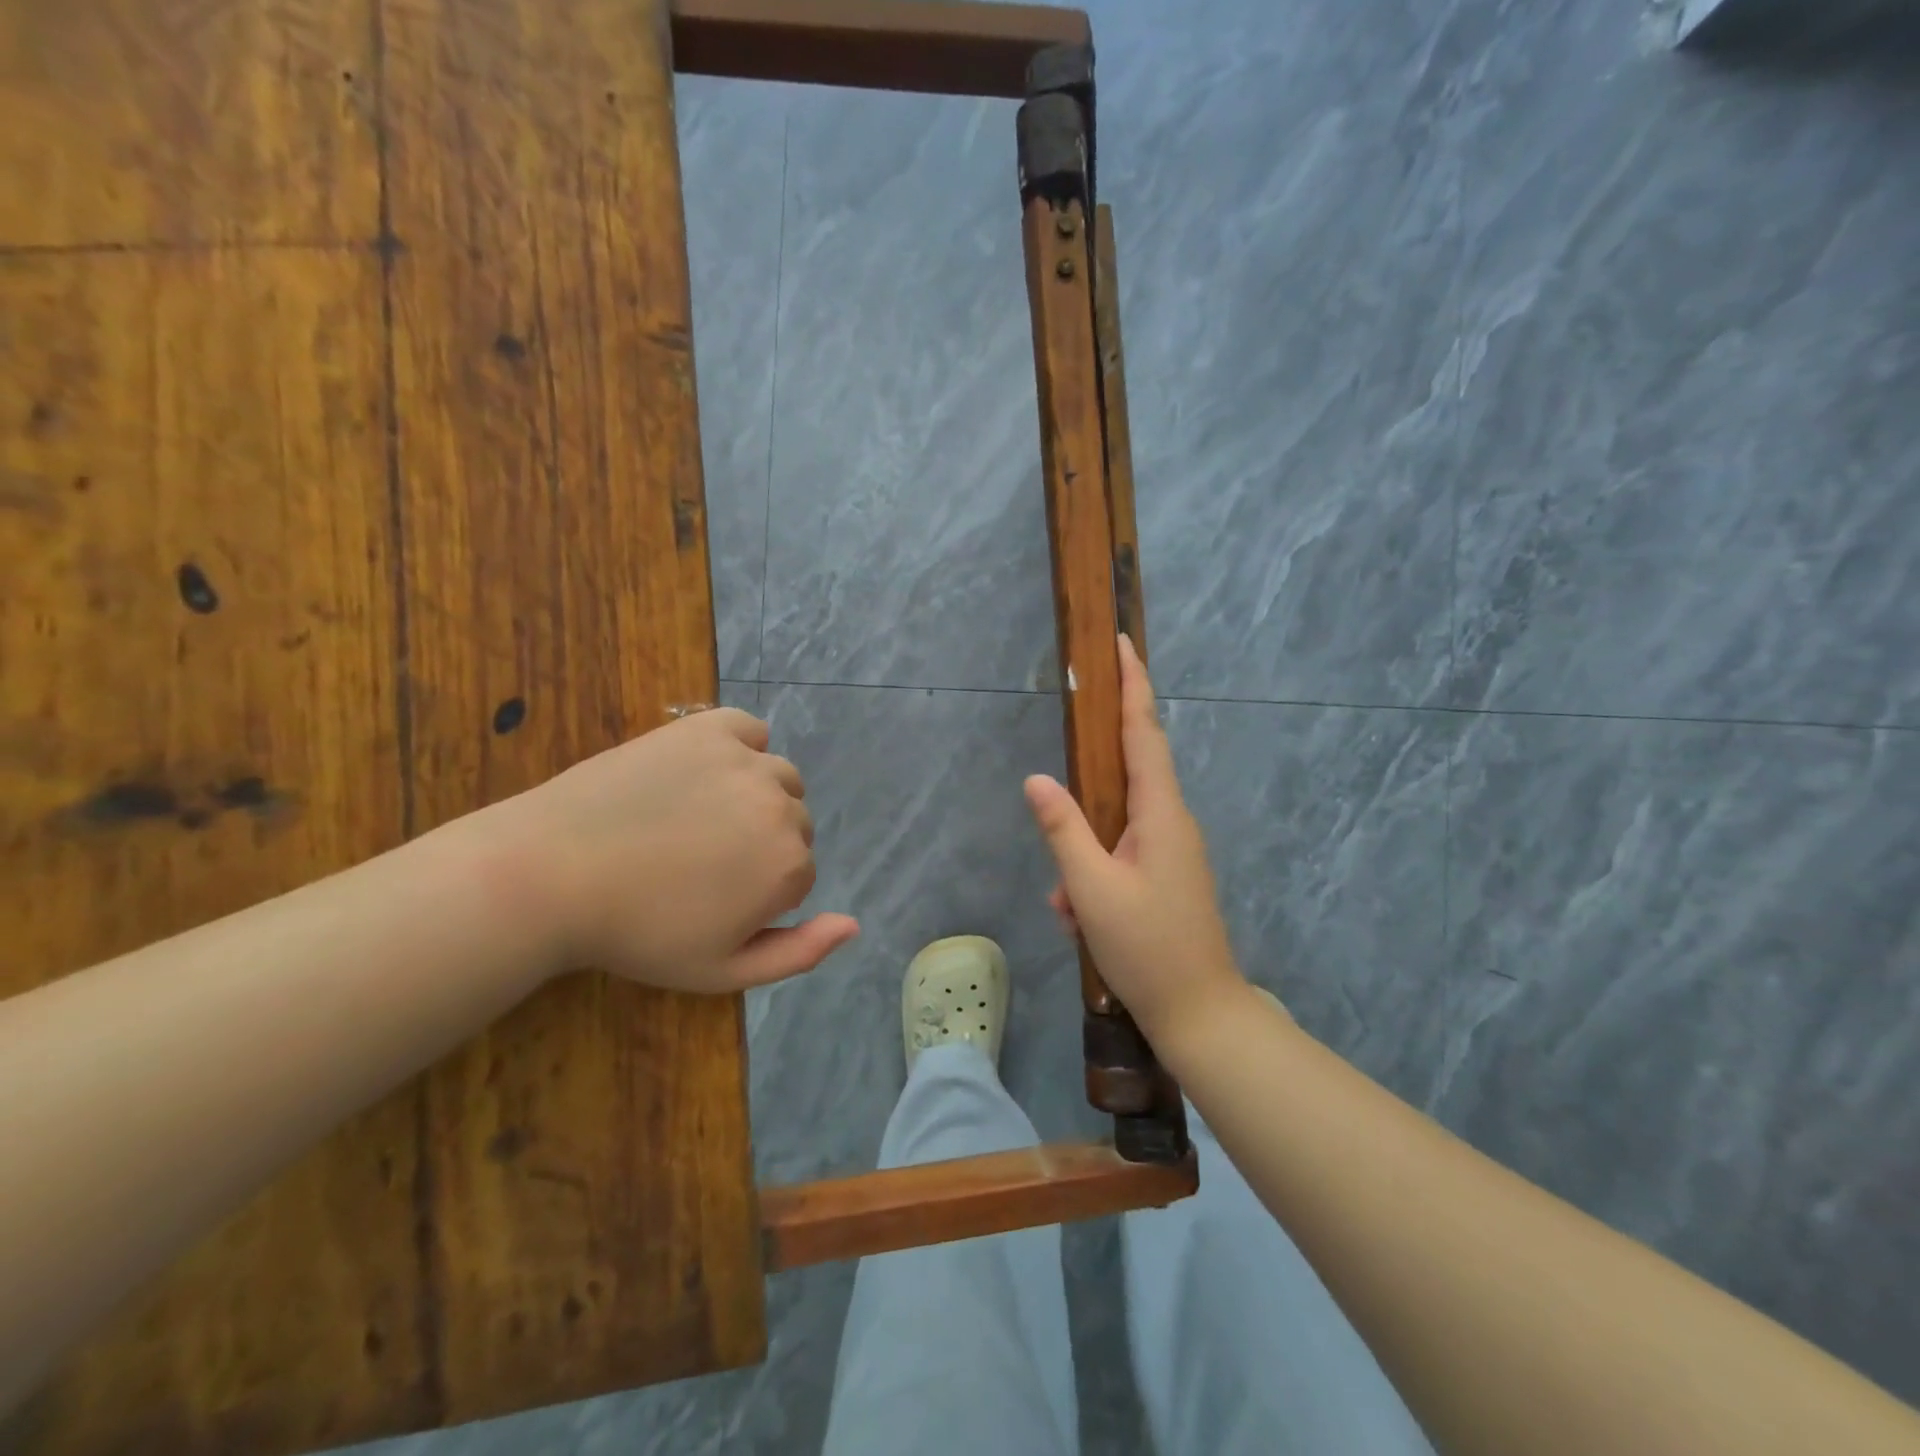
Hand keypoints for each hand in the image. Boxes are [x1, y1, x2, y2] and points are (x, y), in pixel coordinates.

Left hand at [459, 708, 857, 992]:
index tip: (711, 900)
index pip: (800, 873)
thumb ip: (799, 952)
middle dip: (761, 843)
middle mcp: (781, 806)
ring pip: (779, 777)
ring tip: (698, 817)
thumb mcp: (722, 970)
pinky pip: (749, 730)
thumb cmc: (638, 932)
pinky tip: (705, 771)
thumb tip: (855, 924)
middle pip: (795, 823)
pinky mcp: (707, 729)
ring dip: (755, 796)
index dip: (759, 892)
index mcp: (788, 866)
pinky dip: (740, 747)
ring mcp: (745, 761)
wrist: (551, 874)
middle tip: (699, 860)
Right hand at [1023, 636, 1250, 1046]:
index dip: (1132, 684)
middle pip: (1125, 777)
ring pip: (1113, 829)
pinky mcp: (1166, 876)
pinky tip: (1081, 921)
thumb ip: (1063, 829)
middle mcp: (1172, 822)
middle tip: (1064, 800)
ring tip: (1072, 911)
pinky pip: (1119, 858)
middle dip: (1084, 796)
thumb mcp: (1092, 889)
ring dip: (1083, 860)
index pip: (1145, 731)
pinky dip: (1093, 881)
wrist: (1200, 1014)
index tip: (1121, 643)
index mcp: (1161, 812)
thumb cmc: (1147, 948)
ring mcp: (1171, 850)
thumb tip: (1036, 779)